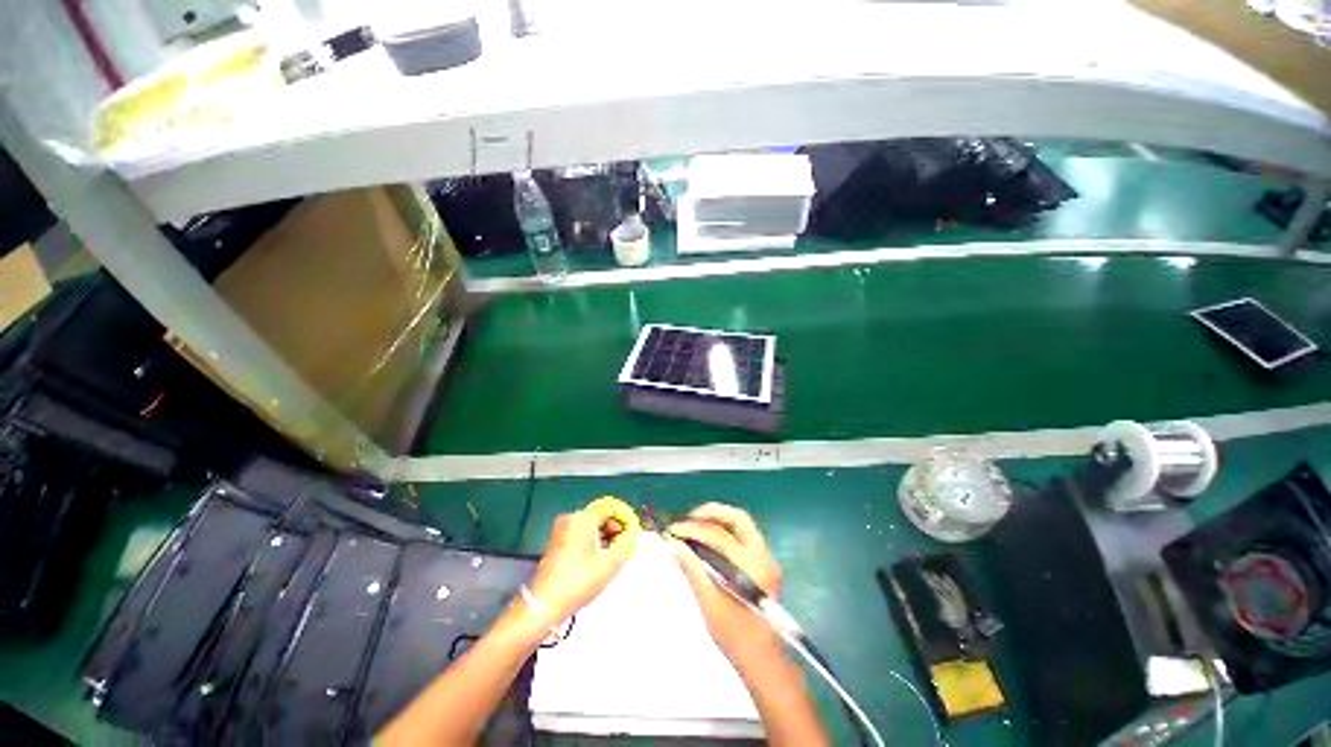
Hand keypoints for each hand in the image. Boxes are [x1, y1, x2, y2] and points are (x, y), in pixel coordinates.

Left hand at [527, 506, 635, 626]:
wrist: (545, 604)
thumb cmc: (580, 580)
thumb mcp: (610, 563)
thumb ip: (625, 544)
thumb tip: (631, 534)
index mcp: (583, 517)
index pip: (610, 510)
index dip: (624, 521)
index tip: (632, 536)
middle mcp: (570, 518)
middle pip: (599, 517)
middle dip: (613, 531)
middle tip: (622, 549)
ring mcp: (560, 529)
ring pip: (589, 527)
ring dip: (603, 538)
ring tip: (611, 557)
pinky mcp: (555, 542)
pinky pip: (579, 535)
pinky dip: (590, 543)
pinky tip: (596, 560)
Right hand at [668, 503, 783, 664]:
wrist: (761, 659)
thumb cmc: (734, 636)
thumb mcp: (709, 604)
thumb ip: (693, 569)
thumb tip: (674, 544)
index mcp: (752, 569)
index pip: (720, 537)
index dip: (694, 530)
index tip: (673, 531)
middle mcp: (764, 557)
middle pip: (738, 519)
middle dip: (711, 513)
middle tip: (688, 519)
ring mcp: (767, 558)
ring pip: (742, 524)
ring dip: (717, 519)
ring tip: (695, 524)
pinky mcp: (764, 561)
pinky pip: (743, 534)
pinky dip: (724, 529)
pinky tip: (708, 537)